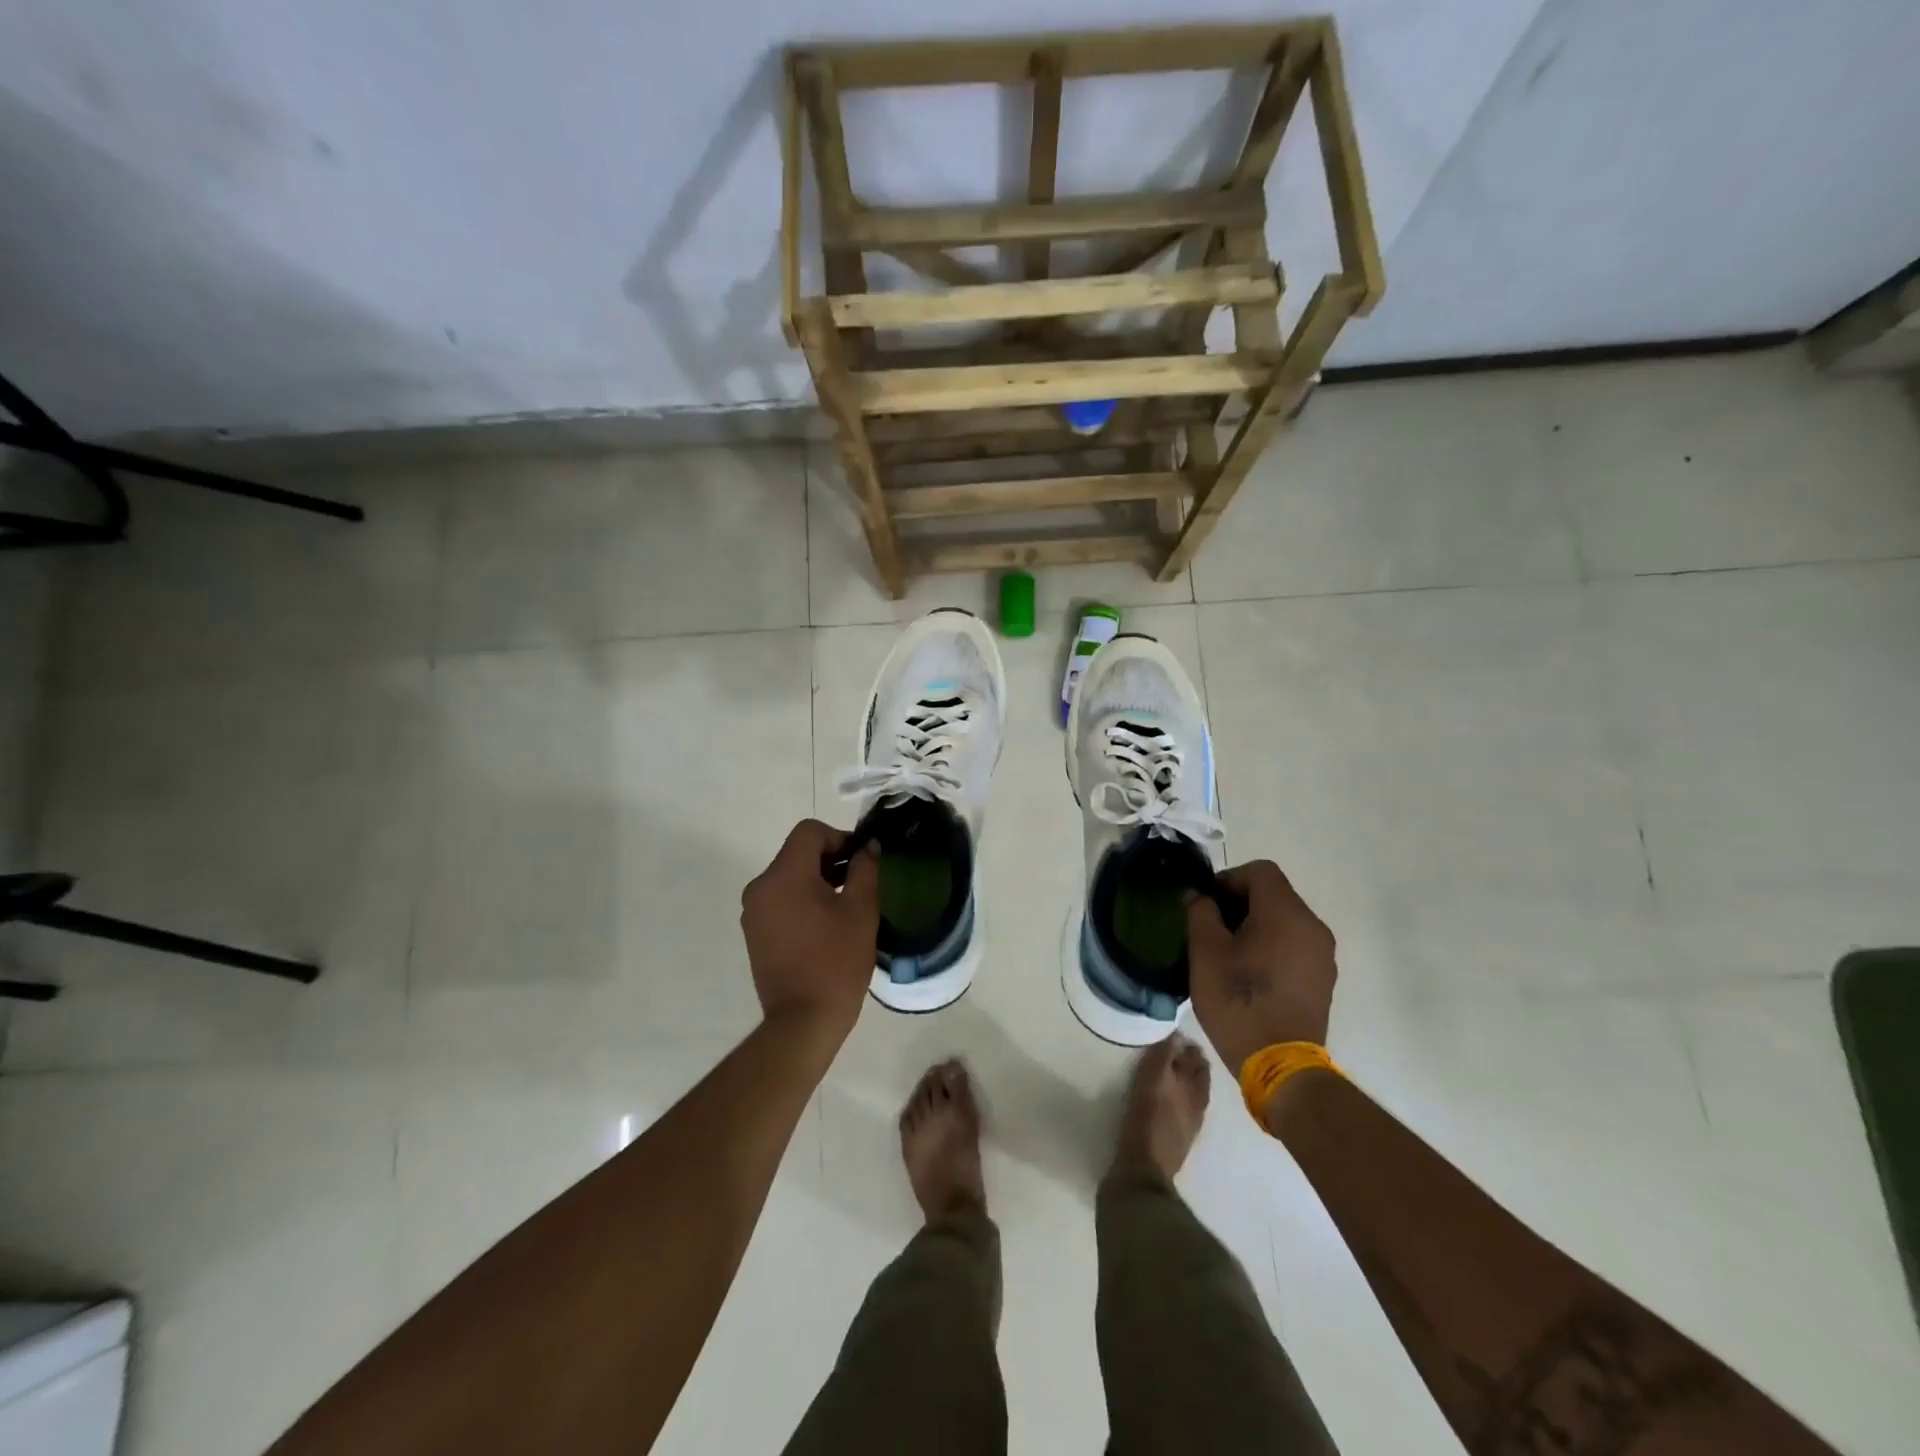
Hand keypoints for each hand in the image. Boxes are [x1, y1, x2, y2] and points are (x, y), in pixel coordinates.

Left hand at [740, 819, 880, 1044]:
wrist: (803, 1021)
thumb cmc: (836, 961)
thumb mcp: (861, 910)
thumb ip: (865, 869)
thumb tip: (868, 847)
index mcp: (783, 876)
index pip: (809, 832)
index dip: (839, 838)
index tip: (861, 861)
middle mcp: (760, 887)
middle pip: (797, 853)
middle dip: (830, 860)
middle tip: (860, 883)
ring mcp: (753, 912)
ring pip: (788, 877)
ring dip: (817, 881)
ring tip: (845, 907)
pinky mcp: (754, 933)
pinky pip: (780, 900)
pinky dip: (802, 901)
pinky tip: (825, 926)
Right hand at [1186, 860, 1336, 1073]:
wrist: (1281, 1066)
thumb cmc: (1238, 1001)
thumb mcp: (1205, 953)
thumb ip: (1200, 913)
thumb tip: (1201, 898)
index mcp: (1285, 913)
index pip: (1260, 871)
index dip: (1229, 879)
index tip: (1207, 905)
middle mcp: (1312, 926)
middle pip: (1274, 894)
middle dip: (1240, 903)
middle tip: (1212, 929)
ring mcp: (1323, 955)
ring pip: (1285, 921)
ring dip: (1256, 926)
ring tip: (1229, 954)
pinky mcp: (1324, 979)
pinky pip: (1295, 945)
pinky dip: (1273, 947)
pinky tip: (1252, 975)